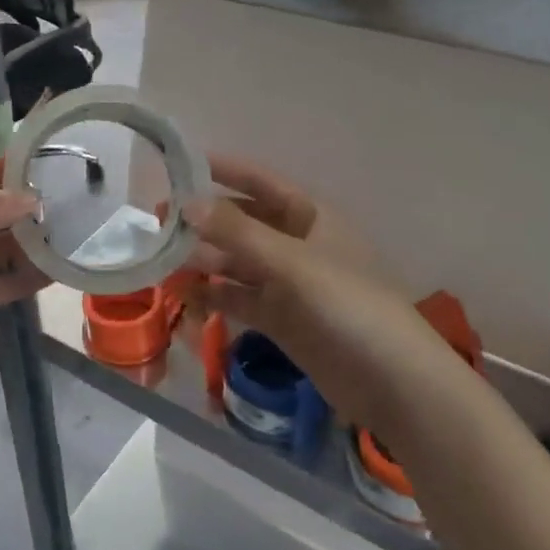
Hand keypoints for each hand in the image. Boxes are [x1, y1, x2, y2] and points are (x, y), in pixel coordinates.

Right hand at [185, 156, 452, 430]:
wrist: (392, 384)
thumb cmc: (349, 307)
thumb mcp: (292, 263)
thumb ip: (237, 233)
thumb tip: (185, 203)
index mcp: (311, 218)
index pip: (261, 183)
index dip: (225, 171)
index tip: (181, 165)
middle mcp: (297, 245)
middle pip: (243, 224)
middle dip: (204, 220)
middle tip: (157, 220)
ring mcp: (287, 284)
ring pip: (235, 263)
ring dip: (202, 259)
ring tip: (160, 258)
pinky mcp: (280, 320)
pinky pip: (237, 298)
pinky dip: (211, 295)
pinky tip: (181, 294)